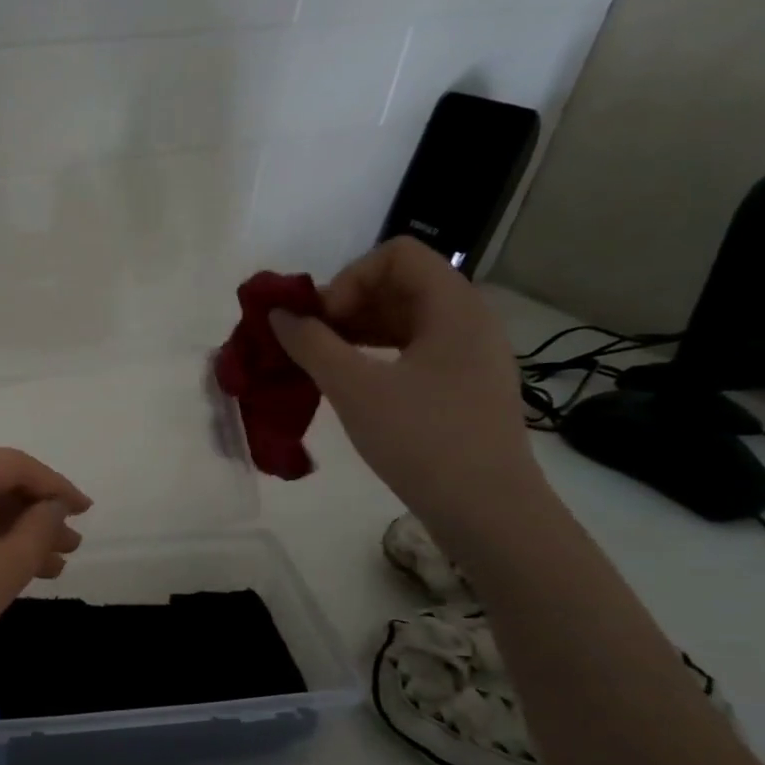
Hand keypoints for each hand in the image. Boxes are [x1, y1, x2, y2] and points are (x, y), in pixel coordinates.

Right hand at [269, 238, 542, 527]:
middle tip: (311, 343)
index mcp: (453, 307)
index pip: (397, 255)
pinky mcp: (463, 385)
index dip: (350, 278)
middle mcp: (468, 320)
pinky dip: (376, 354)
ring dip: (357, 331)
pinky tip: (351, 384)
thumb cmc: (422, 439)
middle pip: (400, 284)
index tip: (324, 322)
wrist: (487, 510)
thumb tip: (278, 315)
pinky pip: (413, 349)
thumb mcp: (355, 389)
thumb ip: (311, 344)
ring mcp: (469, 354)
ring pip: (405, 318)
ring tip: (322, 364)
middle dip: (347, 305)